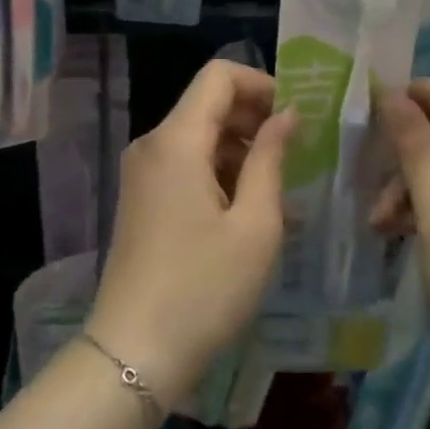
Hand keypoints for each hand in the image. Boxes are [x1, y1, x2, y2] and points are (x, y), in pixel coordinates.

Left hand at [88, 60, 292, 410]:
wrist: (133, 352)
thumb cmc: (204, 288)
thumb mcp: (254, 225)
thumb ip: (271, 159)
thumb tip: (287, 115)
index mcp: (176, 139)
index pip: (218, 76)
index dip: (260, 83)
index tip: (295, 115)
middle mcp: (152, 143)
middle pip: (206, 103)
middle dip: (253, 116)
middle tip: (296, 151)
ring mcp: (141, 171)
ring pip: (196, 134)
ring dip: (238, 146)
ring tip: (277, 184)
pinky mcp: (140, 197)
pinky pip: (182, 162)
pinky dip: (216, 169)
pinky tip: (244, 206)